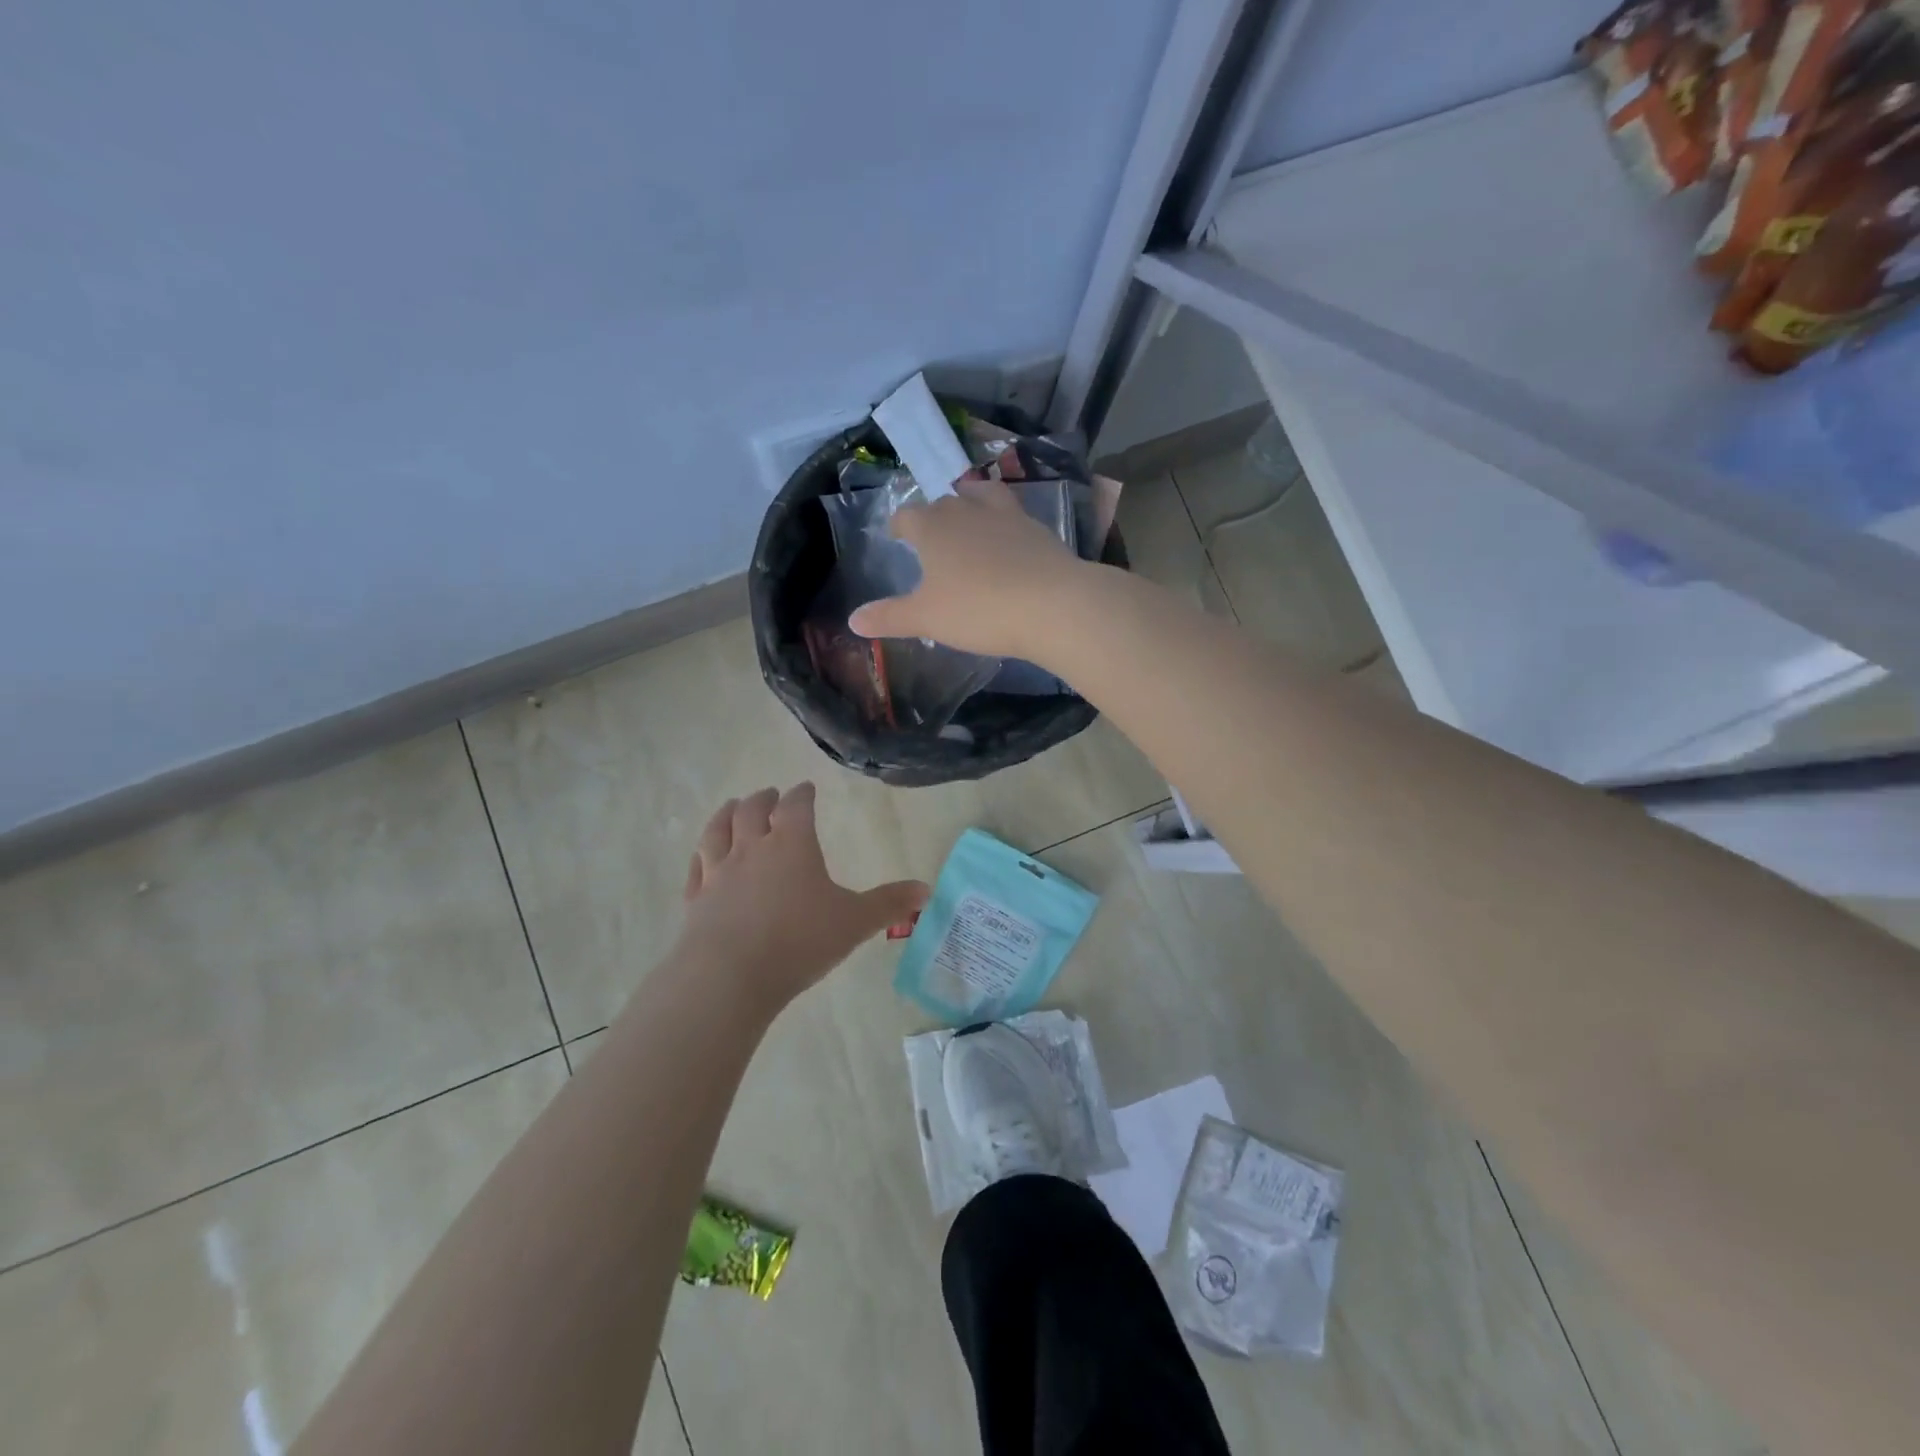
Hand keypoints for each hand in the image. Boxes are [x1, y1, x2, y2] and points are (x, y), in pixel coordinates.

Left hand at [675, 782, 928, 1008]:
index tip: (806, 788)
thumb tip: (927, 889)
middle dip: (764, 798)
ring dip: (727, 814)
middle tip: (770, 794)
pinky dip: (701, 855)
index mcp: (792, 845)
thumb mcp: (854, 923)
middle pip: (754, 811)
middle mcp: (752, 849)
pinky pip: (697, 868)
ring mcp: (719, 873)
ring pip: (718, 830)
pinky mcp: (696, 900)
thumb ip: (889, 904)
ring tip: (733, 807)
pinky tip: (702, 857)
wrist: (729, 976)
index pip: (797, 806)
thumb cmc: (799, 941)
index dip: (802, 794)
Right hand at [846, 478, 1088, 658]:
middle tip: (932, 532)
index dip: (899, 524)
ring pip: (983, 496)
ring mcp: (1007, 515)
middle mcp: (967, 510)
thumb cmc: (978, 609)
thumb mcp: (926, 618)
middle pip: (944, 502)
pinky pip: (1014, 516)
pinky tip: (1009, 539)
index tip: (896, 534)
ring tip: (970, 514)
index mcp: (933, 527)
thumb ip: (889, 617)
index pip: (908, 515)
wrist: (1052, 605)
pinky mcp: (1039, 529)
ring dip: (972, 501)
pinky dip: (1005, 523)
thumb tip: (853, 620)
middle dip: (934, 514)